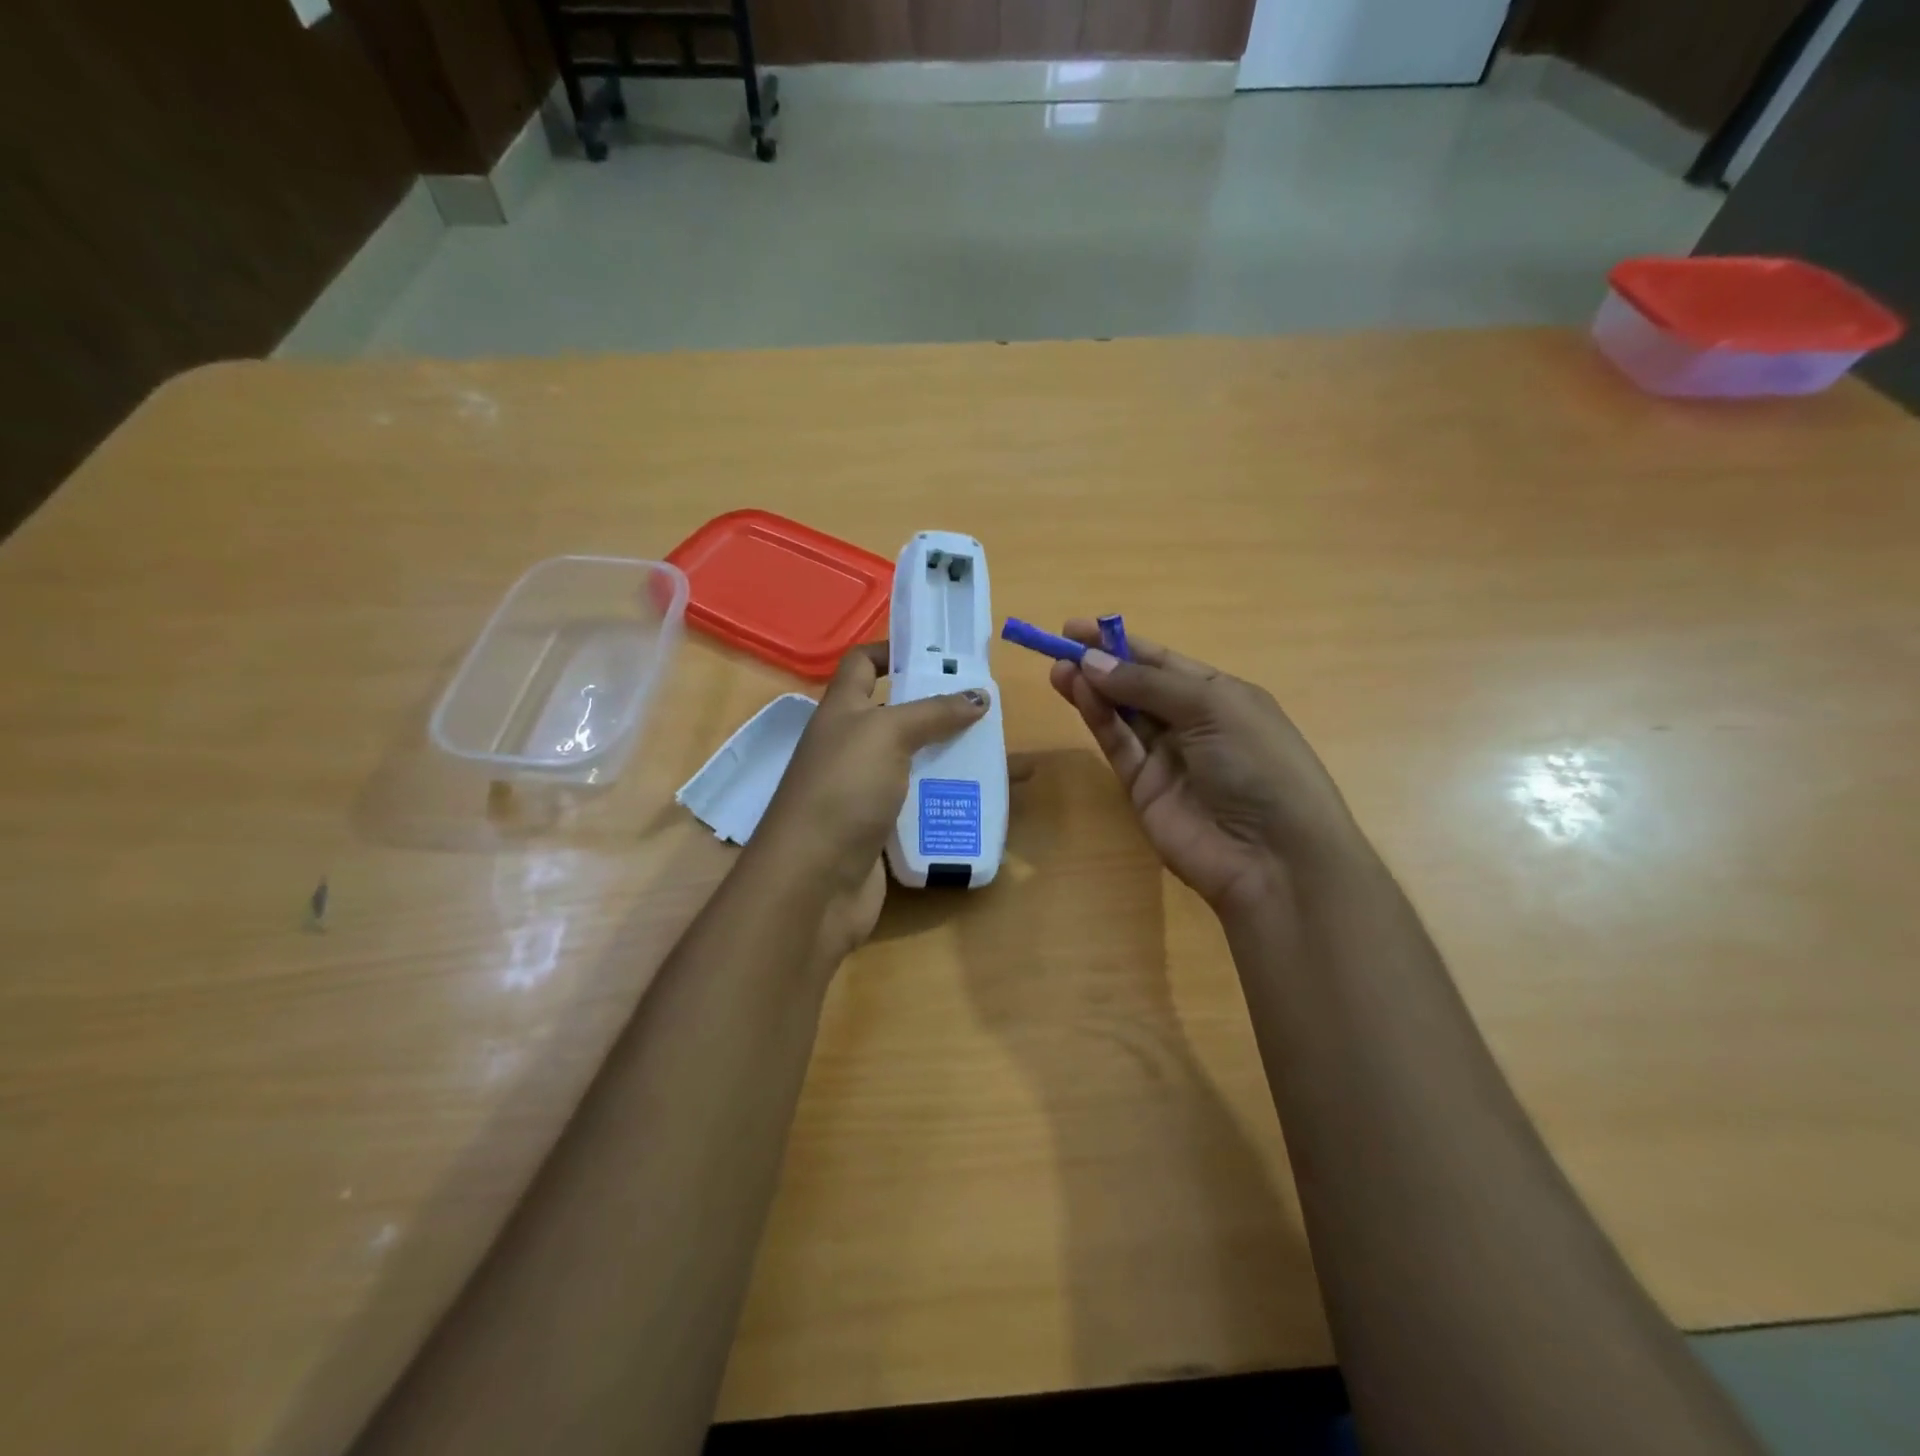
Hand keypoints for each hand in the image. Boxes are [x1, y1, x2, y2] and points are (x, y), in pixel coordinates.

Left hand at [751, 643, 988, 958]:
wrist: (814, 882)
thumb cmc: (844, 790)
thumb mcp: (887, 735)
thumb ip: (933, 712)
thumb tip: (978, 695)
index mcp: (842, 711)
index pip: (862, 663)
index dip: (893, 650)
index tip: (938, 652)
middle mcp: (852, 746)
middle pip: (901, 715)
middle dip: (943, 710)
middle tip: (990, 709)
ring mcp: (866, 790)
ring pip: (918, 763)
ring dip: (956, 758)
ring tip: (1004, 758)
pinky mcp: (883, 829)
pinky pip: (923, 805)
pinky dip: (951, 800)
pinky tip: (988, 803)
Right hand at [1046, 621, 1357, 916]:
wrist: (1272, 856)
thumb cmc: (1258, 764)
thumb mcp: (1212, 708)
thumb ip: (1148, 685)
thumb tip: (1092, 662)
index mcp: (1221, 696)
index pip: (1164, 662)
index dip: (1123, 643)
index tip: (1079, 628)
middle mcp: (1192, 723)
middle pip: (1138, 686)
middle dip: (1102, 664)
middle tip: (1060, 645)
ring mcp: (1166, 757)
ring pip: (1122, 714)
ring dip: (1092, 689)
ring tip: (1059, 668)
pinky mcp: (1143, 788)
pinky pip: (1118, 745)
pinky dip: (1098, 719)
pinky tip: (1079, 694)